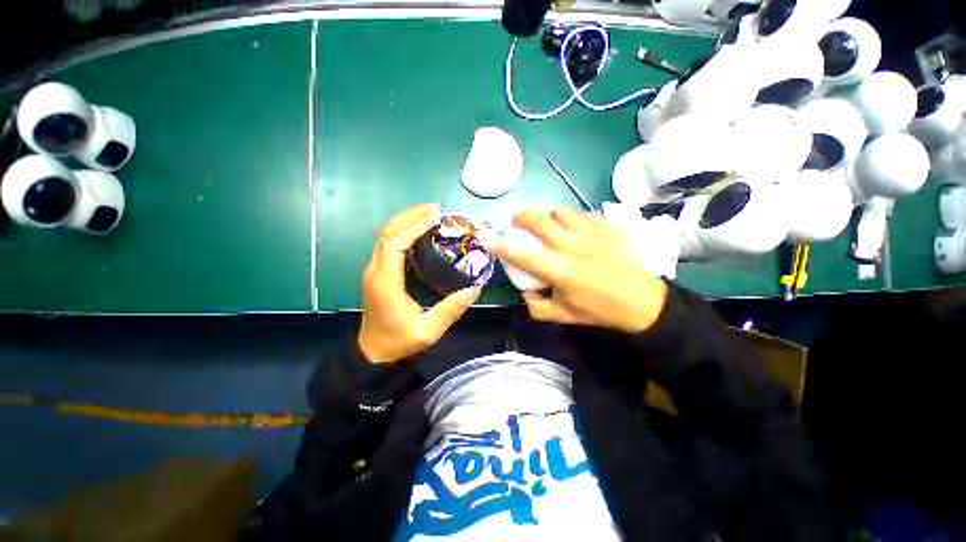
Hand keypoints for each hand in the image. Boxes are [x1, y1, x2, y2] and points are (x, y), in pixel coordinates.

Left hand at [358, 204, 481, 363]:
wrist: (372, 352)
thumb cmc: (398, 342)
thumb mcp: (428, 331)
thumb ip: (450, 310)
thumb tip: (475, 288)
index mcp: (385, 282)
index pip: (394, 243)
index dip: (413, 227)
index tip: (435, 218)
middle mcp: (375, 271)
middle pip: (387, 232)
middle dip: (410, 216)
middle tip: (436, 209)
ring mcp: (373, 271)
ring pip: (384, 236)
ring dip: (405, 221)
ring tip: (430, 215)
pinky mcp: (376, 273)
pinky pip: (386, 244)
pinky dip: (401, 232)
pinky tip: (419, 232)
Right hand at [491, 208, 667, 333]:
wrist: (639, 300)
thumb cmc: (600, 310)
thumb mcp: (565, 316)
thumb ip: (537, 307)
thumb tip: (525, 292)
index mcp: (558, 271)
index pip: (521, 254)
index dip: (499, 245)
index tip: (488, 238)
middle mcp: (570, 246)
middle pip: (537, 219)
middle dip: (521, 217)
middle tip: (519, 224)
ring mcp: (589, 233)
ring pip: (559, 211)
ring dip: (549, 217)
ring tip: (552, 226)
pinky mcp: (605, 227)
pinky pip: (582, 214)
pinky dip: (573, 219)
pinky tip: (577, 230)